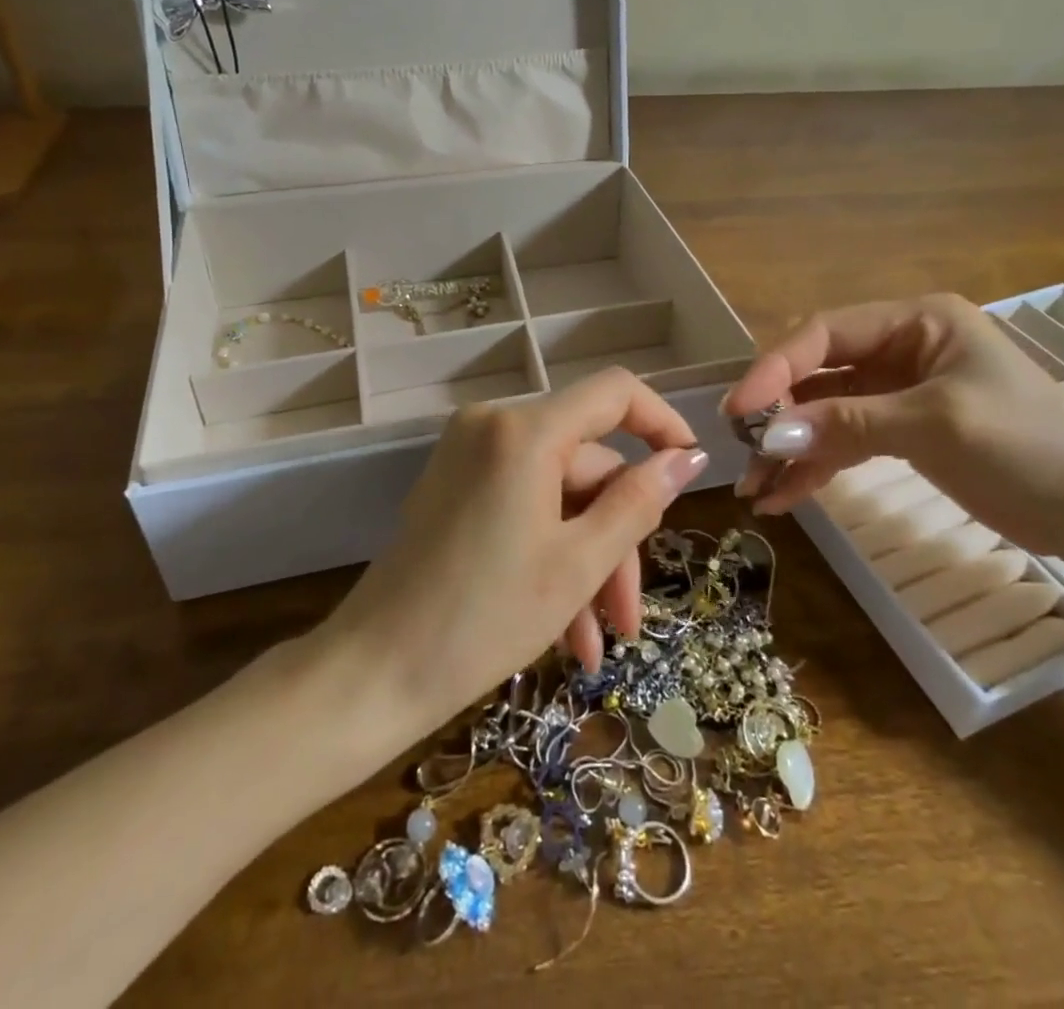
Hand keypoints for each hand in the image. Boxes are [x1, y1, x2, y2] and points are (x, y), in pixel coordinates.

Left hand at [322, 368, 708, 733]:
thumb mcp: (578, 564)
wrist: (373, 672)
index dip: (662, 422)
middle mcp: (494, 425)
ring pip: (558, 494)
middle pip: (587, 464)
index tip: (690, 469)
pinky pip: (523, 504)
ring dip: (586, 562)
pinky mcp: (455, 484)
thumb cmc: (482, 620)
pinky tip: (565, 631)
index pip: (615, 392)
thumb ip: (639, 502)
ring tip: (596, 643)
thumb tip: (688, 457)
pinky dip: (549, 553)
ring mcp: (469, 454)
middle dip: (617, 540)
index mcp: (525, 431)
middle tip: (629, 619)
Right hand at [721, 294, 1063, 563]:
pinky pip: (845, 443)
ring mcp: (900, 393)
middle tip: (743, 454)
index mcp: (916, 321)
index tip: (741, 411)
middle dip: (779, 414)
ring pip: (826, 413)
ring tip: (754, 490)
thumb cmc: (1030, 446)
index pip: (826, 333)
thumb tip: (769, 436)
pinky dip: (815, 467)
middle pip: (819, 373)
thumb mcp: (935, 424)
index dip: (777, 368)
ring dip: (790, 448)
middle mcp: (901, 348)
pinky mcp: (903, 434)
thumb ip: (847, 423)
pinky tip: (784, 498)